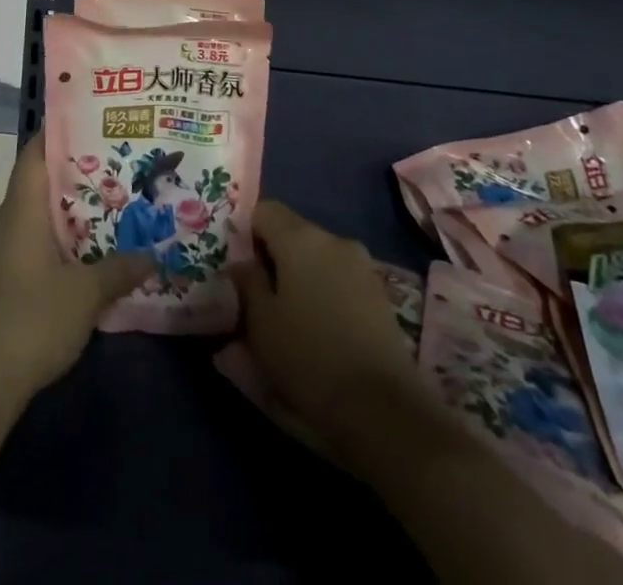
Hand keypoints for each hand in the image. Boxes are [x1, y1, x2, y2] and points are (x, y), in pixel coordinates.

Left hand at [0, 130, 152, 402]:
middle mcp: (10, 223)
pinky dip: (67, 243)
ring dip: (76, 212)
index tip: (95, 121)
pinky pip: (41, 247)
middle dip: (81, 173)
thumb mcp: (84, 295)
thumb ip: (118, 270)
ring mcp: (6, 255)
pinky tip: (96, 255)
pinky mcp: (8, 284)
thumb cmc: (28, 321)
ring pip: (44, 218)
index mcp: (22, 210)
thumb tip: (152, 254)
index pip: (36, 153)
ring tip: (119, 204)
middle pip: (44, 183)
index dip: (61, 132)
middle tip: (124, 163)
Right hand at [229, 200, 421, 467]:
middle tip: (257, 297)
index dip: (246, 232)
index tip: (237, 266)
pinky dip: (324, 294)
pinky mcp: (380, 295)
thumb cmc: (310, 359)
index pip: (264, 210)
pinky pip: (339, 280)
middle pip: (292, 233)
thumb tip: (242, 264)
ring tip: (289, 319)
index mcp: (300, 237)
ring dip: (300, 278)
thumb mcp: (261, 324)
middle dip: (273, 258)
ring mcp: (362, 266)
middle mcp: (334, 240)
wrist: (385, 411)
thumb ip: (247, 283)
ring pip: (317, 259)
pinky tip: (319, 330)